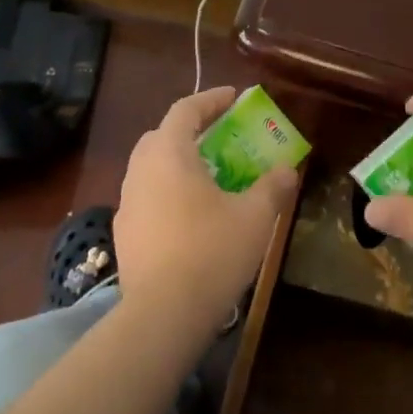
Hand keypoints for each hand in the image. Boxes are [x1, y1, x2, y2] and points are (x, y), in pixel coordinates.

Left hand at [113, 87, 299, 335]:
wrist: (163, 314)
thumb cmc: (212, 252)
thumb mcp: (256, 216)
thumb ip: (273, 186)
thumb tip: (287, 170)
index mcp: (168, 154)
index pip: (185, 110)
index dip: (211, 100)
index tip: (233, 98)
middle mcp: (140, 171)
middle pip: (162, 135)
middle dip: (190, 130)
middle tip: (219, 136)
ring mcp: (127, 204)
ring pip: (151, 168)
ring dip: (177, 162)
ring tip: (208, 176)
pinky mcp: (124, 234)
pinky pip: (147, 197)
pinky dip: (168, 191)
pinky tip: (190, 215)